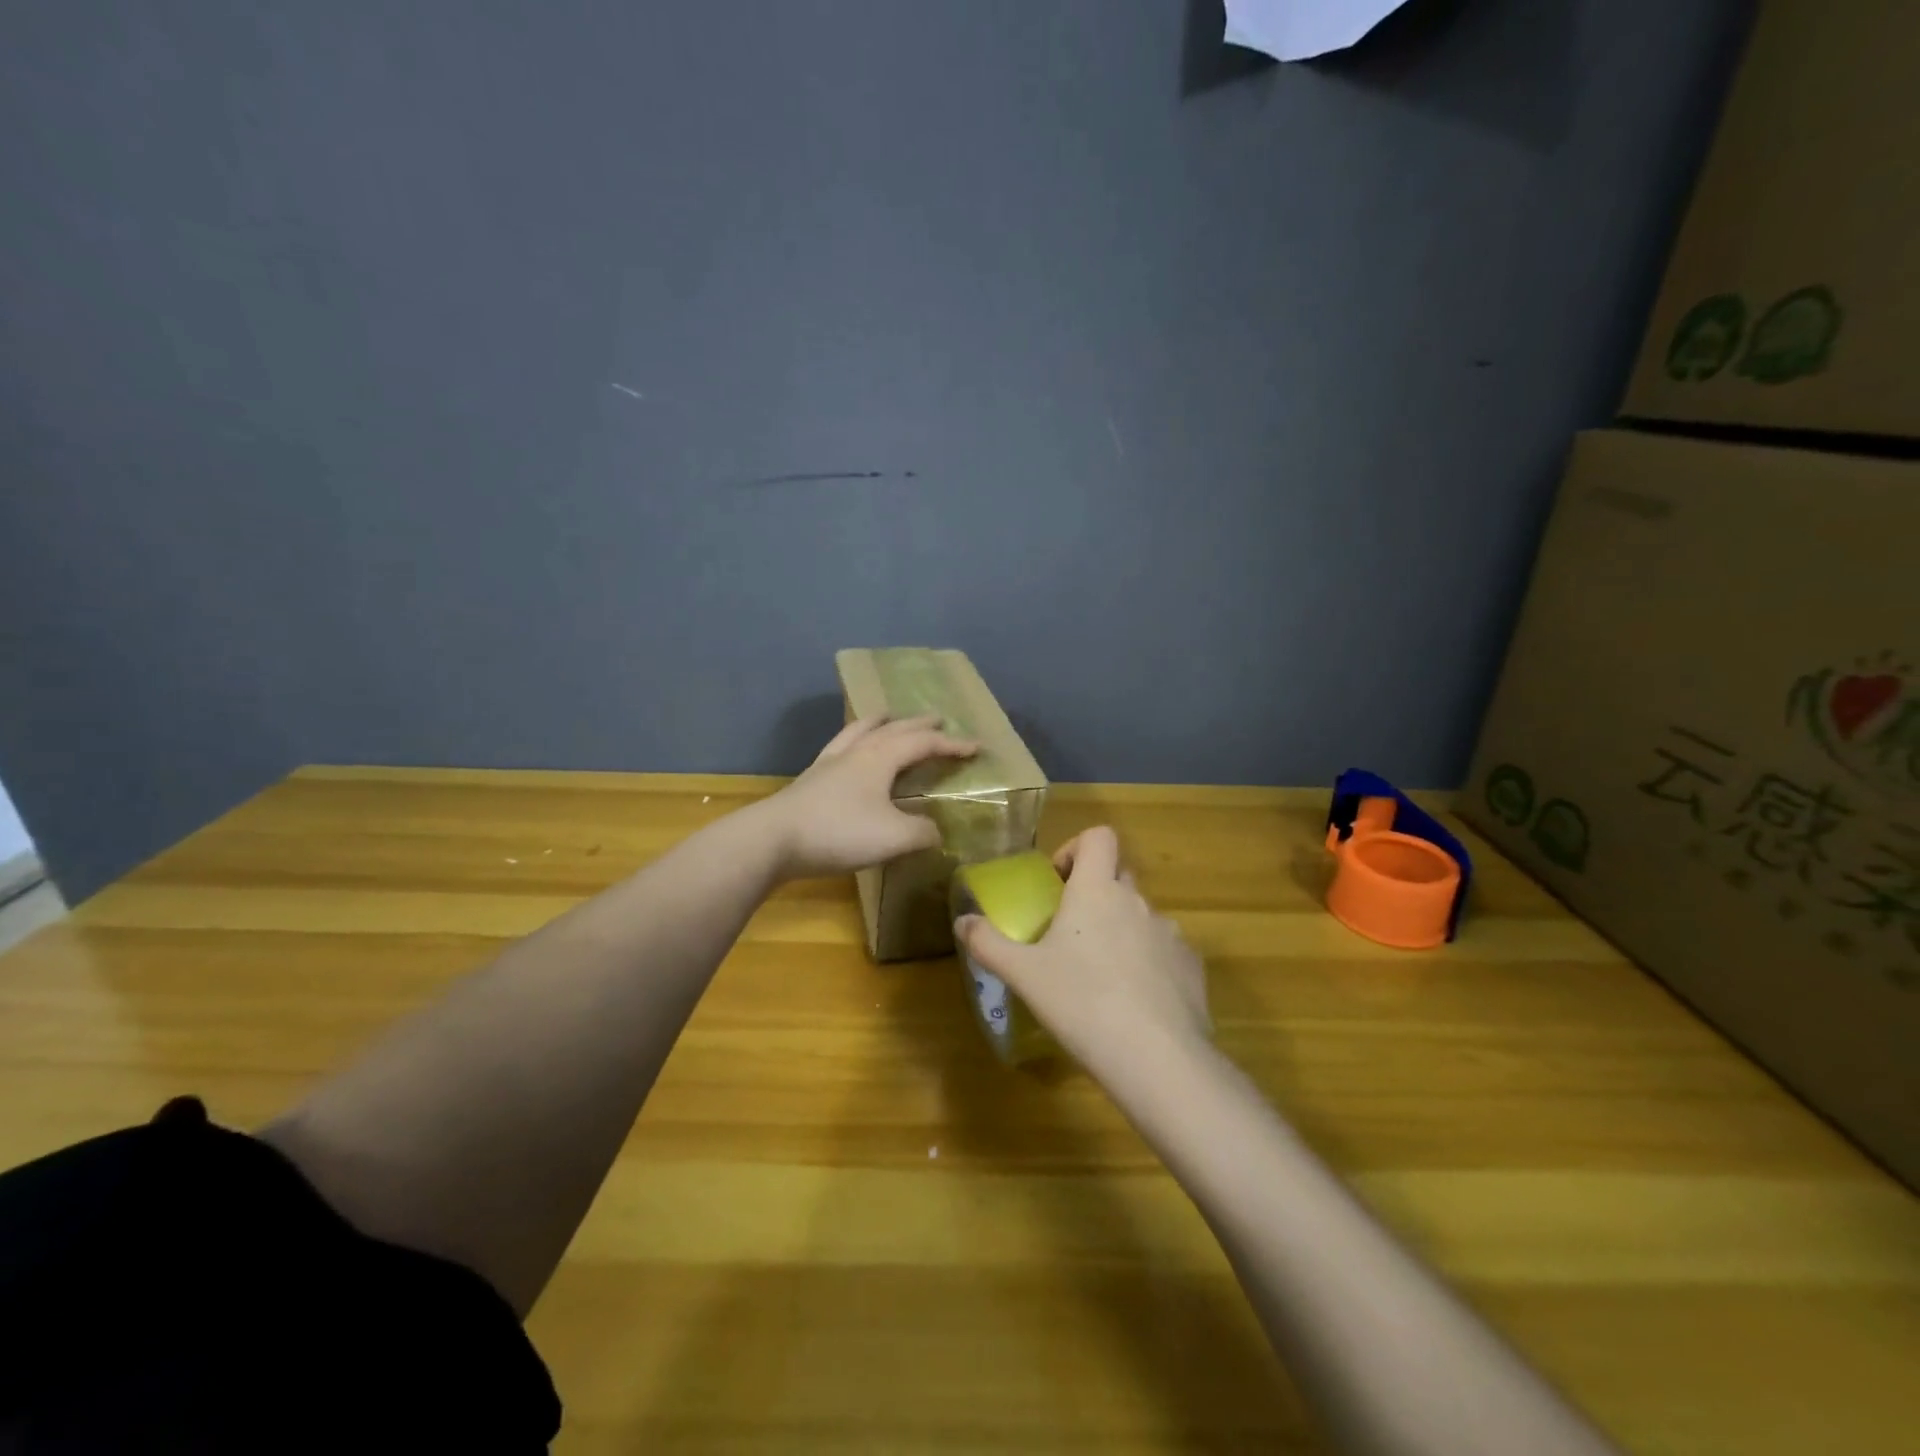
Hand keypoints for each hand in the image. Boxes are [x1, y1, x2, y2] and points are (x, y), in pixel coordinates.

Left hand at [757, 714, 977, 880]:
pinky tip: (849, 751)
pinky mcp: (811, 780)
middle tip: (937, 719)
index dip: (952, 745)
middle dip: (918, 725)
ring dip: (881, 723)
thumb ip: (922, 832)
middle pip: (893, 729)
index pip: (924, 743)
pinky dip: (854, 741)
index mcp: (881, 758)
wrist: (774, 840)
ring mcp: (830, 763)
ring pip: (860, 732)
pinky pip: (840, 748)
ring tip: (889, 716)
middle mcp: (857, 752)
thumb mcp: (893, 837)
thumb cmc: (839, 832)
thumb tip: (935, 831)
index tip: (976, 747)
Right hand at [955, 826, 1209, 1077]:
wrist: (1157, 1058)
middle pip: (1118, 875)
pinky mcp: (1191, 966)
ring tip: (1100, 975)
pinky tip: (1134, 1001)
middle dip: (1095, 892)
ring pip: (1141, 916)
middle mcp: (1137, 901)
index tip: (1058, 881)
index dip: (1077, 847)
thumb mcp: (1024, 975)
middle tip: (1069, 931)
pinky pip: (1165, 950)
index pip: (1099, 836)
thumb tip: (962, 921)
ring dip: (1120, 930)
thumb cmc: (1082, 1003)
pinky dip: (1148, 962)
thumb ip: (988, 943)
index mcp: (1097, 891)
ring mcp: (1170, 933)